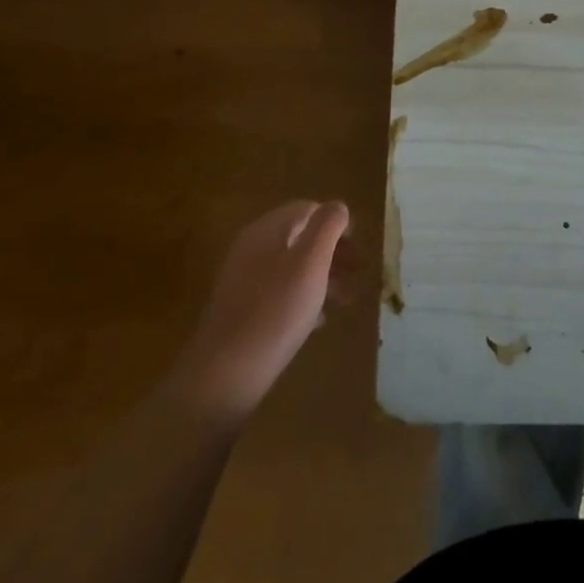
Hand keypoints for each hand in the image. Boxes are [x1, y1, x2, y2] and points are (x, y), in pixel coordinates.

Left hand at [181, 200, 349, 420]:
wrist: (224, 375)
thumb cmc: (276, 311)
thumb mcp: (311, 262)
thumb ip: (327, 226)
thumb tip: (337, 207)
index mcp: (268, 229)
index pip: (309, 209)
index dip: (337, 223)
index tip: (359, 246)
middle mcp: (252, 247)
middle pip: (300, 237)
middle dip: (332, 251)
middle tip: (357, 272)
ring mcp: (243, 279)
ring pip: (292, 266)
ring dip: (322, 275)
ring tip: (345, 299)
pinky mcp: (241, 310)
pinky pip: (279, 292)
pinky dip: (302, 297)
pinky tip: (317, 321)